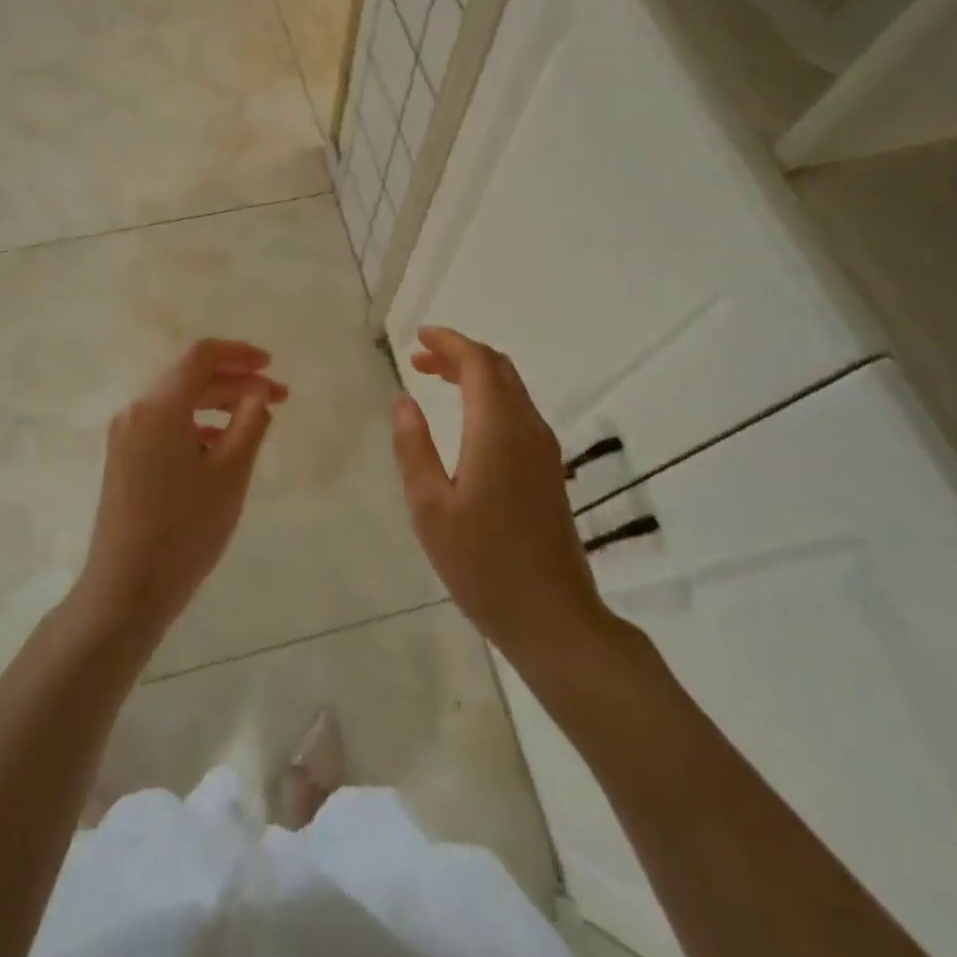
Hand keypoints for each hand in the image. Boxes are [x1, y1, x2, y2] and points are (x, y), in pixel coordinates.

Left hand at [77, 338, 284, 639]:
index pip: (202, 356)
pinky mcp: (124, 459)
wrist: (125, 589)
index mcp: (160, 406)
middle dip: (237, 382)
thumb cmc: (185, 528)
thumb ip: (249, 422)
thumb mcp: (230, 473)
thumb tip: (258, 392)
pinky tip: (222, 446)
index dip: (240, 354)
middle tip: (279, 398)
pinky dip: (197, 424)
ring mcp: (126, 436)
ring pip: (179, 402)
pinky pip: (166, 425)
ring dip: (219, 404)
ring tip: (255, 421)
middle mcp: (137, 411)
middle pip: (191, 378)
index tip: (272, 366)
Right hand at [391, 326, 602, 661]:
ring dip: (475, 374)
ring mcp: (544, 450)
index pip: (478, 363)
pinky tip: (466, 420)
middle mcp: (527, 429)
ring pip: (511, 389)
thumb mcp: (430, 508)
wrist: (553, 617)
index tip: (418, 338)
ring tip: (435, 380)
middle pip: (498, 368)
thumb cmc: (483, 564)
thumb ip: (414, 447)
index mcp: (497, 430)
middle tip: (419, 359)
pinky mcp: (549, 470)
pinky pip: (518, 412)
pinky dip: (489, 397)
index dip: (449, 342)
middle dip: (459, 354)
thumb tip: (404, 401)